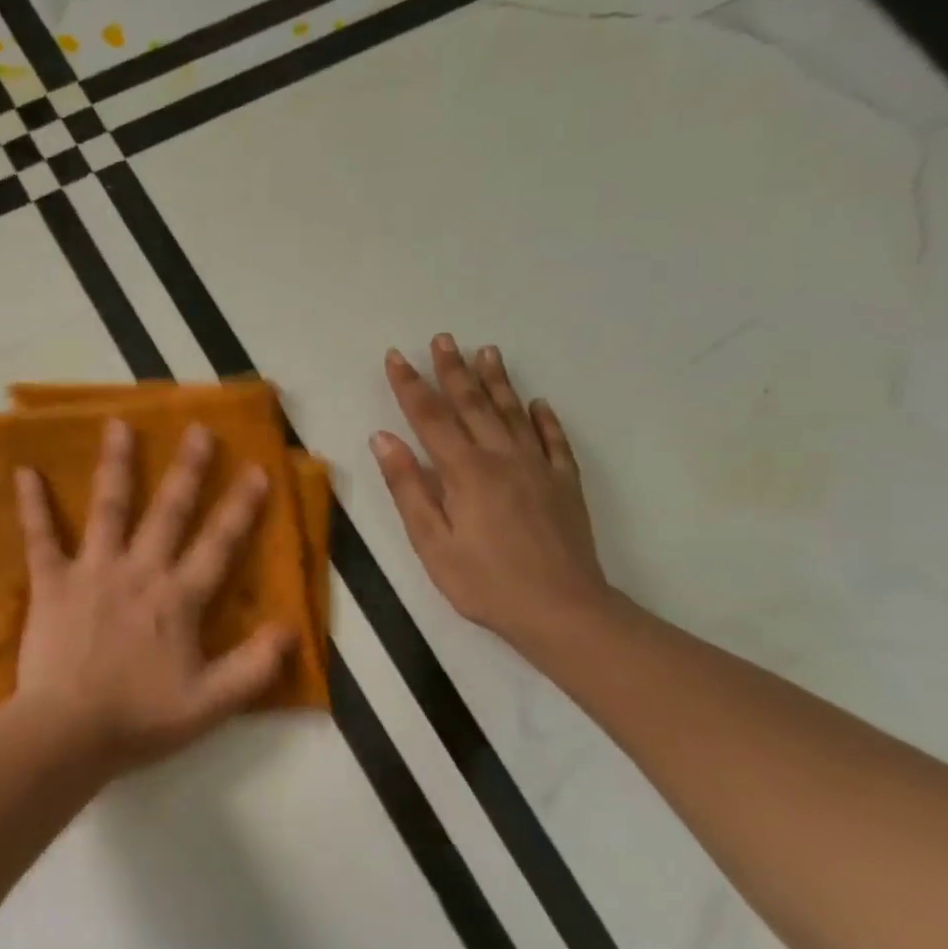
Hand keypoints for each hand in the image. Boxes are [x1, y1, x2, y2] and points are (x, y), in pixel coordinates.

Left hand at [12, 418, 294, 772]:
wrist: (68, 733)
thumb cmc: (139, 719)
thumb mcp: (211, 704)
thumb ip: (254, 668)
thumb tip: (290, 630)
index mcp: (178, 598)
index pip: (218, 544)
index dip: (240, 507)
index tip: (256, 469)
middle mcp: (139, 572)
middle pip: (168, 511)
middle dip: (187, 469)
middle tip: (197, 428)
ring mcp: (92, 572)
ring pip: (108, 509)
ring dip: (115, 466)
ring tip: (118, 425)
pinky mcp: (51, 584)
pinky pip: (40, 538)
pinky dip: (31, 506)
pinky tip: (23, 472)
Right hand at [372, 336, 613, 651]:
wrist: (561, 610)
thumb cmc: (484, 582)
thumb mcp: (431, 542)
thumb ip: (408, 487)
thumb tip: (383, 439)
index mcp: (464, 471)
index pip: (430, 417)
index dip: (410, 385)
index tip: (396, 356)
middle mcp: (502, 457)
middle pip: (473, 404)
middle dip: (453, 370)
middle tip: (443, 338)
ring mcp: (538, 468)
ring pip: (513, 413)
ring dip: (497, 381)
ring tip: (487, 352)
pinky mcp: (564, 484)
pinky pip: (554, 441)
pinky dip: (544, 419)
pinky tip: (539, 404)